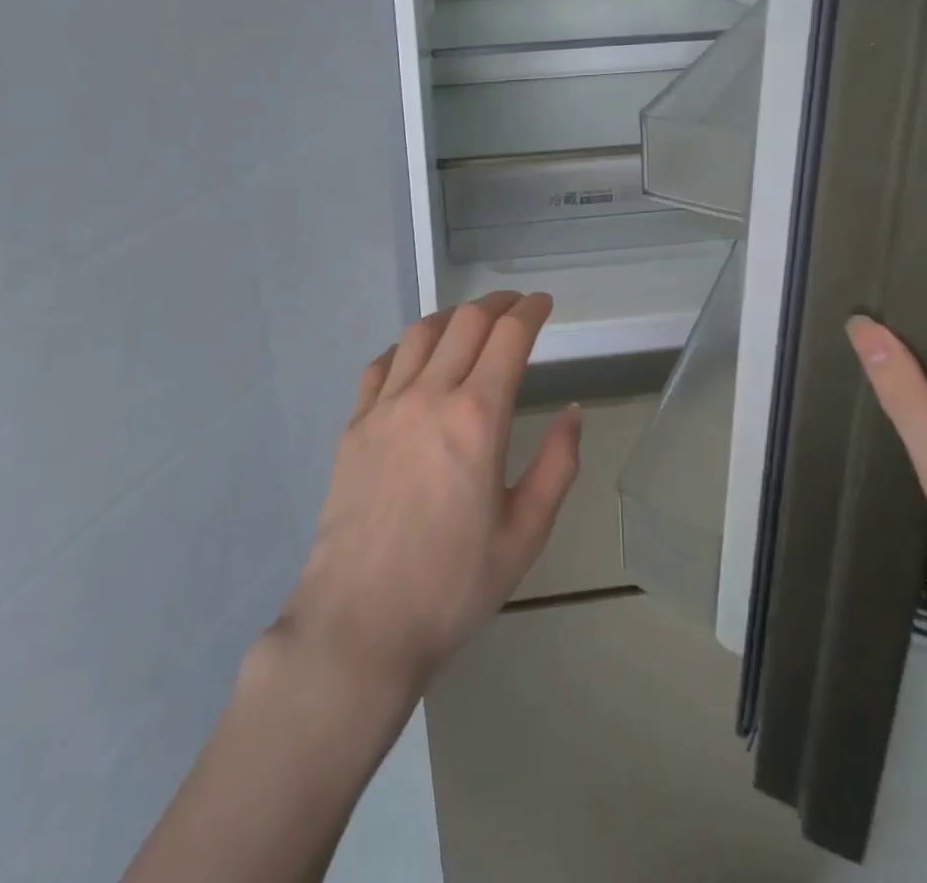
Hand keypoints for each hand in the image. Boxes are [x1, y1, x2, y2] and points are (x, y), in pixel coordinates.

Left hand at [277, 292, 580, 694]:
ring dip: (452, 317)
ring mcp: (384, 407)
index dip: (531, 310)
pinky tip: (416, 360)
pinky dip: (407, 348)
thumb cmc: (452, 586)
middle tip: (515, 306)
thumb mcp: (524, 535)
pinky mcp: (354, 425)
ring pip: (421, 334)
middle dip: (497, 304)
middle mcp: (429, 396)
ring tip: (470, 323)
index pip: (509, 337)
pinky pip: (381, 365)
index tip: (544, 303)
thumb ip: (557, 467)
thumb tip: (572, 413)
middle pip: (466, 322)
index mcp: (478, 418)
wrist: (359, 623)